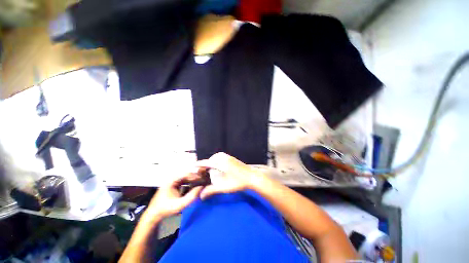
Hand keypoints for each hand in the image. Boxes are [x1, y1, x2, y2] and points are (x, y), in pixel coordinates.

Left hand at [143, 174, 203, 221]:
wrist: (153, 216)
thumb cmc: (166, 210)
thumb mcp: (180, 205)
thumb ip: (191, 196)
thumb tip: (202, 187)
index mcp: (172, 180)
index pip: (187, 174)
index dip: (196, 176)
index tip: (203, 179)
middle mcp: (172, 179)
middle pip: (187, 175)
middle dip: (195, 177)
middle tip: (204, 180)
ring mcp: (172, 182)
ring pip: (186, 178)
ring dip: (193, 180)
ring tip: (201, 183)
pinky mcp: (173, 186)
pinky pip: (184, 182)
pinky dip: (189, 184)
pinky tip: (194, 187)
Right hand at [197, 152, 264, 199]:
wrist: (252, 177)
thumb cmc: (238, 182)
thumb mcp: (224, 187)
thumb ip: (212, 190)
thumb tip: (201, 196)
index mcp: (221, 163)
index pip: (208, 162)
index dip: (200, 164)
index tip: (193, 164)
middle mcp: (225, 158)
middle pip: (213, 158)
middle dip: (207, 163)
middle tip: (204, 170)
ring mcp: (230, 157)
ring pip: (218, 156)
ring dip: (213, 160)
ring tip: (211, 168)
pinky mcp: (233, 159)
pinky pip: (223, 156)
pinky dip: (218, 159)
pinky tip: (220, 166)